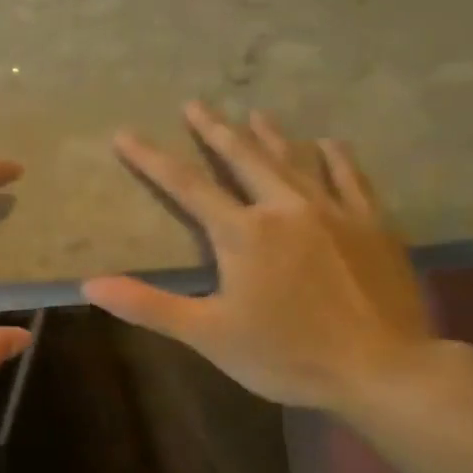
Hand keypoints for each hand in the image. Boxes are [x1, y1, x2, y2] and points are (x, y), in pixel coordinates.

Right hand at [82, 103, 436, 412]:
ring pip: (295, 160)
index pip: (186, 185)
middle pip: (243, 157)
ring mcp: (334, 212)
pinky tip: (329, 143)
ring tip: (254, 112)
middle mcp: (285, 208)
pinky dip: (335, 158)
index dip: (151, 158)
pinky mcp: (373, 225)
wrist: (384, 370)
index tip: (125, 133)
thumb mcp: (207, 334)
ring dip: (270, 135)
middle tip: (196, 103)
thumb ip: (148, 305)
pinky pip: (350, 178)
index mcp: (243, 232)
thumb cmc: (287, 354)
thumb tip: (89, 285)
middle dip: (215, 129)